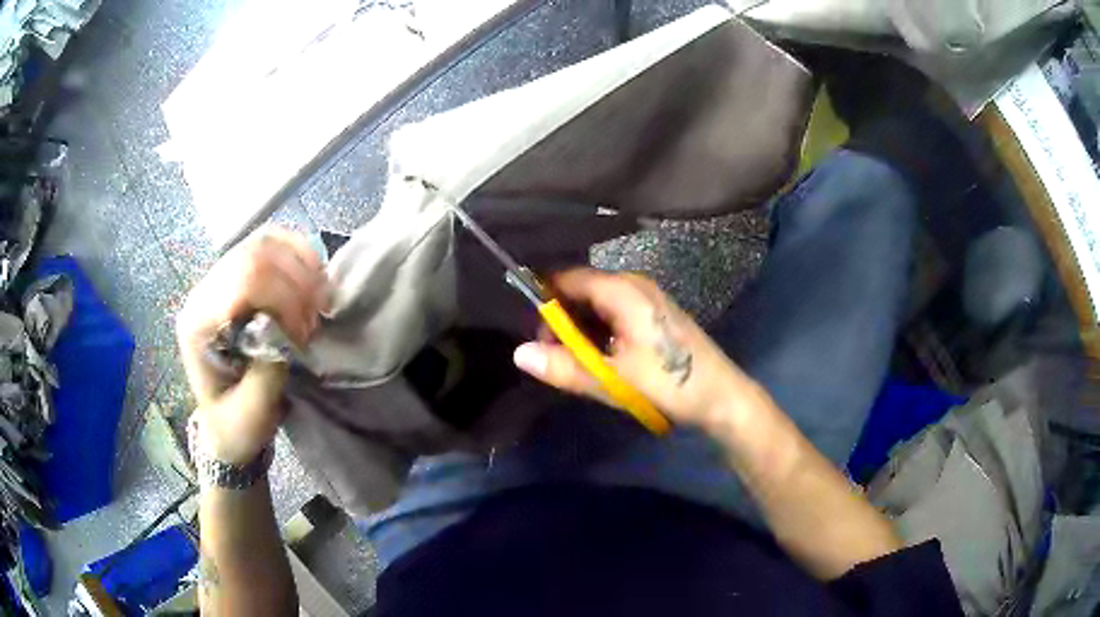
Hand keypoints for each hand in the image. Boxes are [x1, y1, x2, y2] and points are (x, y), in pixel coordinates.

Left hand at [177, 228, 328, 463]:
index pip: (243, 280)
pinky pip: (271, 243)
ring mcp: (219, 278)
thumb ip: (266, 372)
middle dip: (296, 282)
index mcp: (198, 323)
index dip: (284, 298)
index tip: (304, 335)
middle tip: (316, 318)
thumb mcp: (252, 413)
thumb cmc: (237, 423)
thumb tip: (284, 332)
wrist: (225, 424)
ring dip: (301, 265)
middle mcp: (204, 291)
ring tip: (318, 299)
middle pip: (256, 254)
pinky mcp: (237, 276)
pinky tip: (312, 279)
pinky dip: (299, 255)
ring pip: (264, 242)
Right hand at [512, 268, 756, 428]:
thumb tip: (518, 354)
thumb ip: (565, 366)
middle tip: (549, 354)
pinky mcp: (653, 316)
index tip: (529, 330)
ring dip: (579, 329)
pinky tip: (597, 358)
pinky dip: (598, 332)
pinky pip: (613, 314)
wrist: (722, 397)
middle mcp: (633, 286)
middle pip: (582, 290)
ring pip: (597, 305)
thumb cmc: (670, 383)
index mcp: (623, 290)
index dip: (543, 299)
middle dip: (560, 319)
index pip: (567, 278)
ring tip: (570, 360)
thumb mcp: (613, 379)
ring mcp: (646, 300)